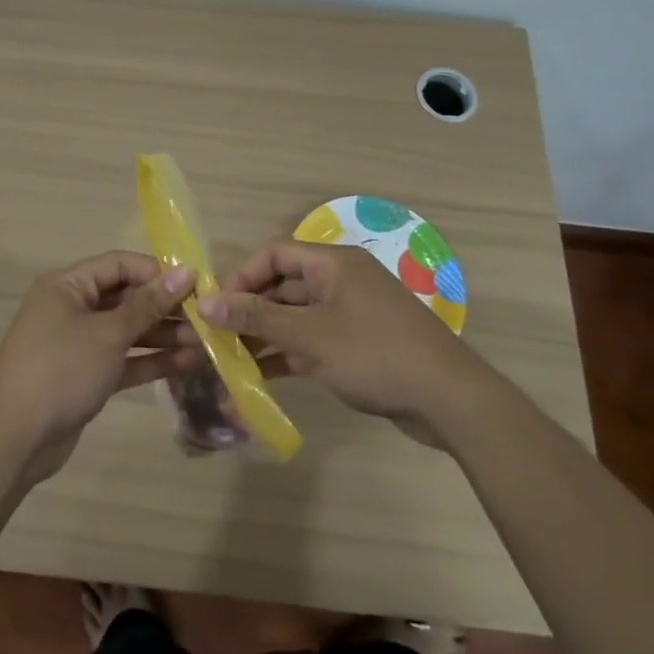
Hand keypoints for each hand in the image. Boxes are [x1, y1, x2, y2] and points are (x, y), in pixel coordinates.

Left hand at [0, 252, 198, 484]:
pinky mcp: (84, 376)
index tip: (196, 285)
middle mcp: (72, 308)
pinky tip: (185, 363)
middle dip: (164, 307)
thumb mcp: (108, 333)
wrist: (13, 439)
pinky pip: (122, 359)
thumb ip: (148, 304)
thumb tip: (185, 272)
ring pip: (126, 331)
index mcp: (68, 285)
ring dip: (162, 336)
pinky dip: (149, 361)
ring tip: (203, 343)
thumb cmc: (60, 370)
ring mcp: (78, 344)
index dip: (157, 272)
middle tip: (205, 319)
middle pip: (125, 297)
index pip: (120, 264)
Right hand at [198, 241, 480, 443]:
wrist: (448, 400)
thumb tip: (205, 303)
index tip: (218, 306)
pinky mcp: (358, 344)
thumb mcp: (309, 336)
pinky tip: (261, 376)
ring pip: (297, 316)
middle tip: (218, 337)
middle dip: (250, 309)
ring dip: (266, 335)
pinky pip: (313, 339)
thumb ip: (256, 318)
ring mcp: (351, 313)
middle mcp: (341, 280)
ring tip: (232, 360)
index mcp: (333, 263)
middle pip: (284, 285)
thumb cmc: (374, 354)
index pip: (275, 253)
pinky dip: (289, 353)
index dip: (243, 276)